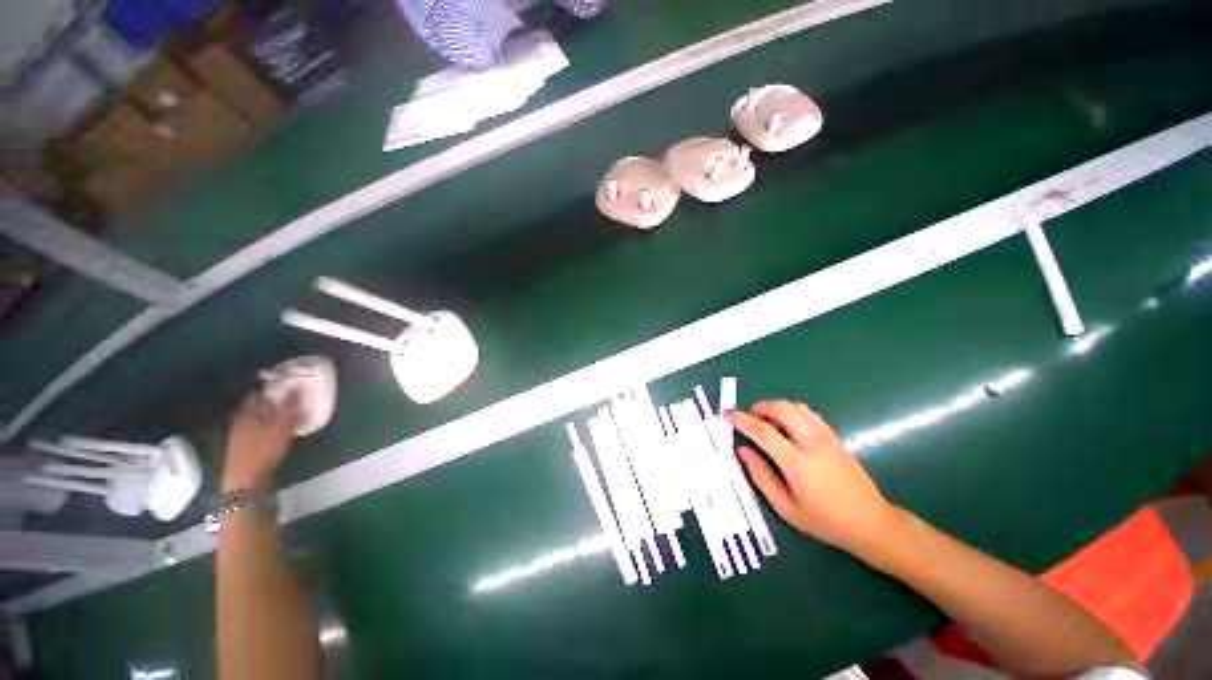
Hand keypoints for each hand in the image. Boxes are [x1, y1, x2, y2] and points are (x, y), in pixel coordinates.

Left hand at [222, 391, 296, 492]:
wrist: (246, 479)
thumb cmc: (264, 449)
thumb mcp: (282, 426)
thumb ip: (291, 406)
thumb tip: (299, 385)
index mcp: (248, 410)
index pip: (261, 391)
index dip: (274, 385)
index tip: (289, 381)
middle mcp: (241, 417)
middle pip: (259, 403)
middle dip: (274, 398)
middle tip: (292, 395)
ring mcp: (240, 431)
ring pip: (258, 415)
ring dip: (272, 411)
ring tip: (288, 410)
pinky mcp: (244, 443)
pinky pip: (259, 426)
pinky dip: (269, 423)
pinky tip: (279, 427)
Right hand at [726, 400, 896, 554]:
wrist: (871, 523)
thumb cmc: (826, 521)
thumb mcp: (786, 508)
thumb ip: (761, 476)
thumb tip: (743, 451)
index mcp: (797, 462)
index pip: (763, 431)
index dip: (741, 420)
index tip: (726, 415)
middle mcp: (812, 443)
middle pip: (782, 408)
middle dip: (760, 407)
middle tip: (748, 419)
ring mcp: (827, 438)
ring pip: (797, 407)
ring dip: (776, 408)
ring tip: (766, 423)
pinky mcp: (835, 438)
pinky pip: (809, 414)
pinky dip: (792, 412)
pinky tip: (787, 428)